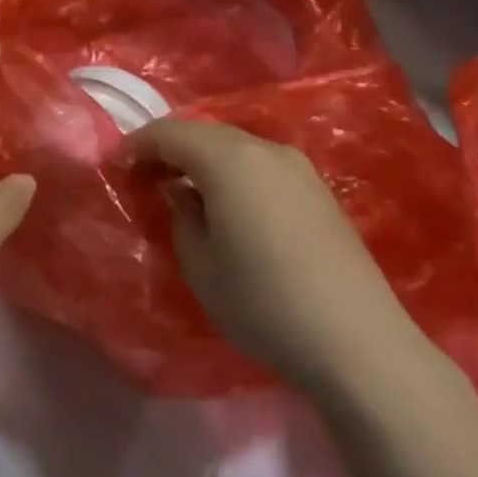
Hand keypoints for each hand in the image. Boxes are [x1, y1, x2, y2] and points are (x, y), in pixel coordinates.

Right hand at [130, 120, 438, 396]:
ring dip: (203, 161)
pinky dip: (234, 173)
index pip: (170, 133)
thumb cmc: (264, 303)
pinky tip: (230, 206)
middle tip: (146, 178)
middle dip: (170, 149)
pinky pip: (261, 165)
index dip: (138, 145)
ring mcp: (297, 167)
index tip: (117, 167)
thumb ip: (182, 217)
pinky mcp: (319, 190)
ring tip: (185, 192)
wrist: (360, 343)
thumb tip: (182, 193)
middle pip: (204, 133)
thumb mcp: (201, 266)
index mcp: (228, 158)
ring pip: (235, 147)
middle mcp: (264, 149)